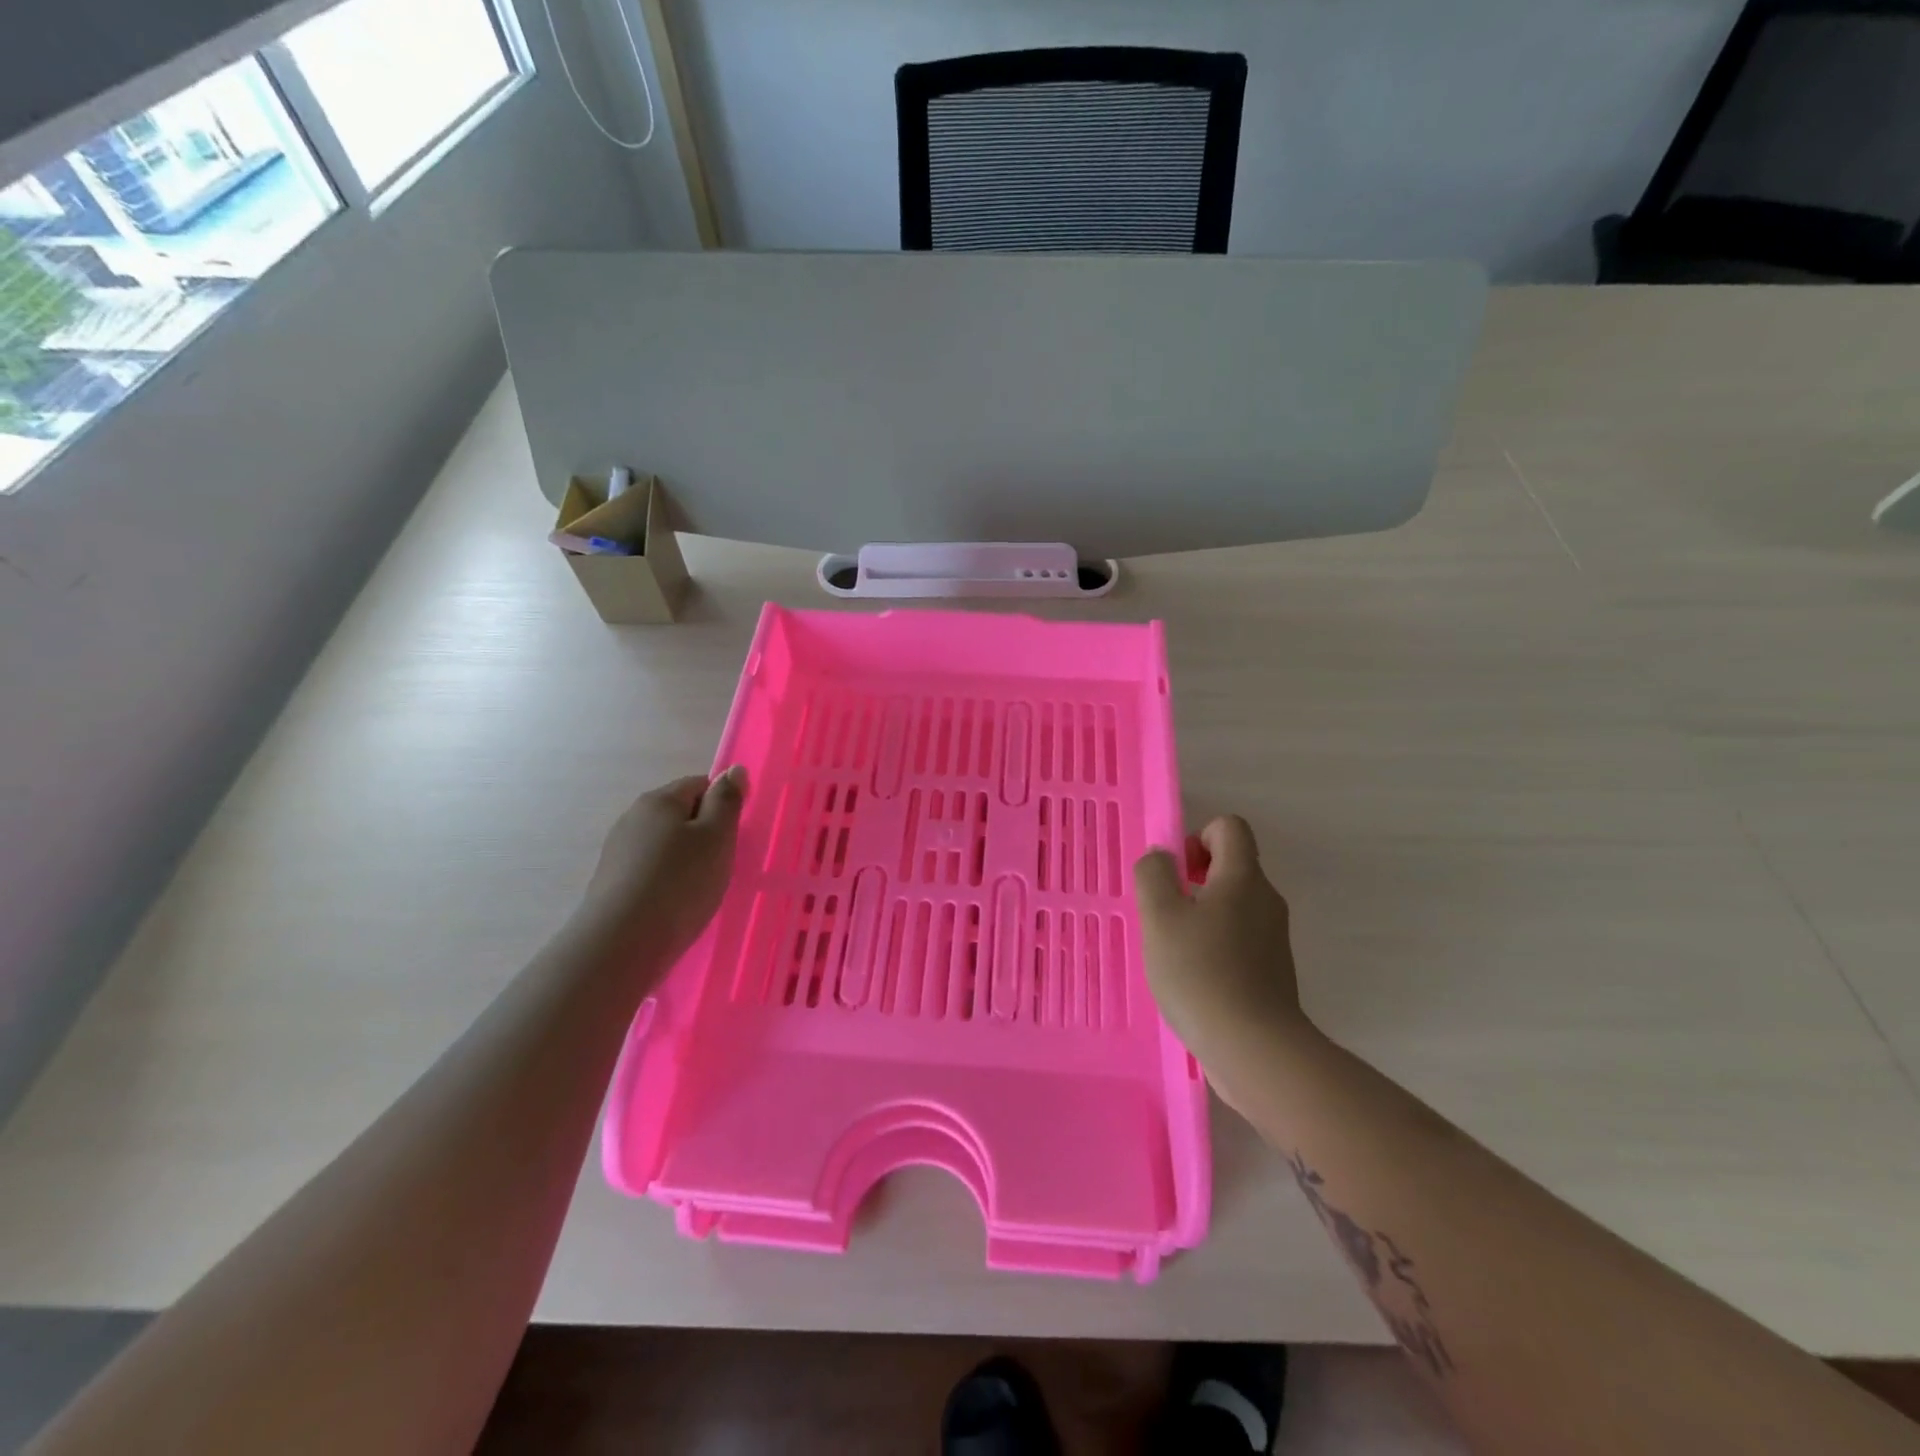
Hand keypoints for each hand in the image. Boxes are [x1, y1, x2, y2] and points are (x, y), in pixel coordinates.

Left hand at [580, 767, 746, 962]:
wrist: (622, 944)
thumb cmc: (680, 883)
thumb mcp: (717, 837)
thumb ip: (727, 801)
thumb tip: (733, 770)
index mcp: (660, 800)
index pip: (699, 784)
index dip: (722, 805)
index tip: (734, 836)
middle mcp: (633, 817)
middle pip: (679, 814)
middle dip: (703, 833)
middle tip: (722, 864)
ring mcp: (618, 851)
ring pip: (664, 844)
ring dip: (685, 859)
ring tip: (699, 889)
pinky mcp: (611, 882)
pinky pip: (649, 870)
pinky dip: (666, 880)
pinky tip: (675, 904)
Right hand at [1134, 815, 1311, 1081]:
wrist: (1255, 1050)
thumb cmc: (1200, 972)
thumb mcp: (1160, 916)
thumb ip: (1153, 874)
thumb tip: (1162, 858)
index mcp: (1243, 878)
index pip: (1229, 827)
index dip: (1197, 838)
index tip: (1176, 875)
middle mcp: (1266, 900)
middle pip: (1231, 866)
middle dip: (1193, 881)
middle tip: (1166, 916)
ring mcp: (1273, 938)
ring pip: (1233, 906)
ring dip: (1201, 917)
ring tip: (1175, 952)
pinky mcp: (1273, 972)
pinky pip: (1239, 940)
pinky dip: (1215, 947)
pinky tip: (1195, 980)